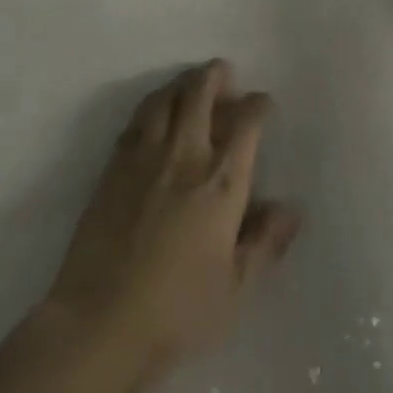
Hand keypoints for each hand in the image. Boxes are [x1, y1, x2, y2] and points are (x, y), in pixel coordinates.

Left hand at [45, 61, 301, 373]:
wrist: (101, 321)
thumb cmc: (178, 311)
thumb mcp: (236, 288)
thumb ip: (265, 243)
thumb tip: (291, 209)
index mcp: (221, 183)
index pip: (246, 124)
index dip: (258, 105)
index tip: (263, 103)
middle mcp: (184, 157)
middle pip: (199, 95)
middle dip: (216, 76)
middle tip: (224, 72)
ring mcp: (143, 158)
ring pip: (164, 99)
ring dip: (181, 84)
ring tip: (190, 83)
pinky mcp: (112, 168)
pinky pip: (136, 121)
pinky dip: (151, 106)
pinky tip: (154, 113)